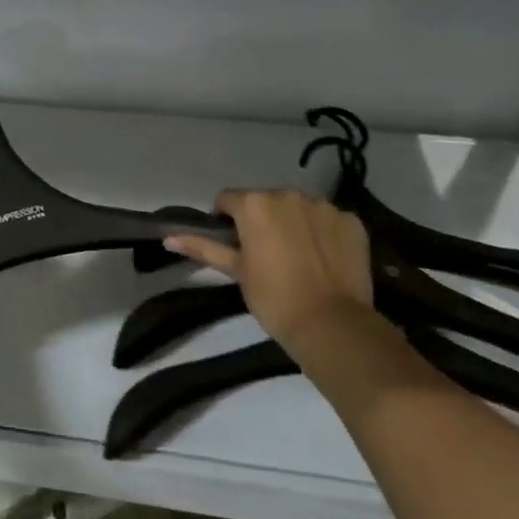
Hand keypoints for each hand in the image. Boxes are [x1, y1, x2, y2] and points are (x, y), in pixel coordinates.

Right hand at [163, 190, 374, 350]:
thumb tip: (167, 237)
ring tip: (298, 258)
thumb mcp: (236, 271)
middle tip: (265, 255)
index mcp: (254, 203)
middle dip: (262, 221)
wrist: (332, 324)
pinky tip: (324, 259)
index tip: (234, 246)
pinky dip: (323, 233)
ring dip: (293, 224)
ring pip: (298, 208)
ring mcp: (323, 205)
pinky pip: (329, 220)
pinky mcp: (351, 220)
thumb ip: (203, 247)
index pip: (228, 200)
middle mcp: (288, 194)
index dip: (226, 221)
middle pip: (265, 201)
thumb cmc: (273, 298)